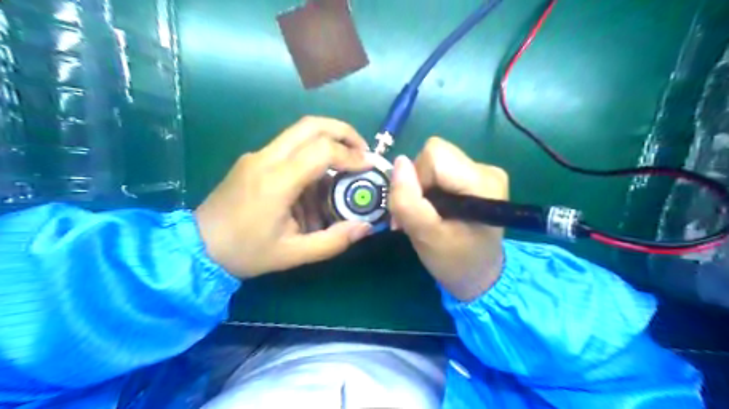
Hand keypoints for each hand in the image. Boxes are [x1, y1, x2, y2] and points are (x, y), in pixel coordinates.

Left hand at [195, 115, 369, 277]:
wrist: (196, 246)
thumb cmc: (245, 252)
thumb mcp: (293, 254)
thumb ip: (333, 241)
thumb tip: (365, 227)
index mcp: (276, 181)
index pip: (322, 150)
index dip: (351, 154)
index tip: (368, 166)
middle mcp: (266, 158)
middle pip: (311, 125)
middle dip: (343, 132)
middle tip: (362, 151)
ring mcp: (257, 155)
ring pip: (300, 131)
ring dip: (328, 141)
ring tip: (345, 165)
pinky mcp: (253, 159)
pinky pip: (289, 147)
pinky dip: (312, 154)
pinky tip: (317, 182)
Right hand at [386, 137, 507, 299]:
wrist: (480, 275)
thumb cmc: (455, 262)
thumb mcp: (425, 236)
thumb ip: (408, 201)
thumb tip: (399, 162)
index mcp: (482, 182)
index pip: (434, 155)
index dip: (416, 178)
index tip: (418, 209)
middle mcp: (487, 169)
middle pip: (434, 155)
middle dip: (417, 183)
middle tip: (416, 215)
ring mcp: (484, 171)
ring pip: (434, 162)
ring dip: (421, 188)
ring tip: (424, 216)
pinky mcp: (476, 177)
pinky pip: (441, 170)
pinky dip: (429, 189)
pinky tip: (434, 210)